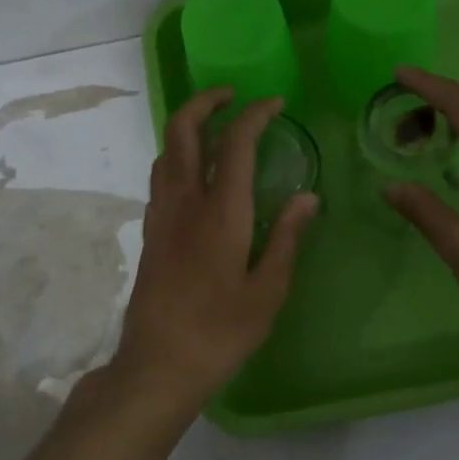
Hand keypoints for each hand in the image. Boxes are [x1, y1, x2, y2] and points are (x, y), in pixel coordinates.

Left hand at [110, 89, 317, 412]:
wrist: (158, 364)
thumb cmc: (220, 332)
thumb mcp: (268, 291)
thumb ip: (287, 238)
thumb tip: (308, 197)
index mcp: (220, 212)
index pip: (235, 142)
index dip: (255, 114)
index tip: (275, 102)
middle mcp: (184, 202)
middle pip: (183, 130)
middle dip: (206, 101)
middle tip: (232, 95)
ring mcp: (161, 215)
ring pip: (166, 150)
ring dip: (188, 126)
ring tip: (217, 128)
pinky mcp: (150, 231)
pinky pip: (161, 176)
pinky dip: (179, 156)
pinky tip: (198, 174)